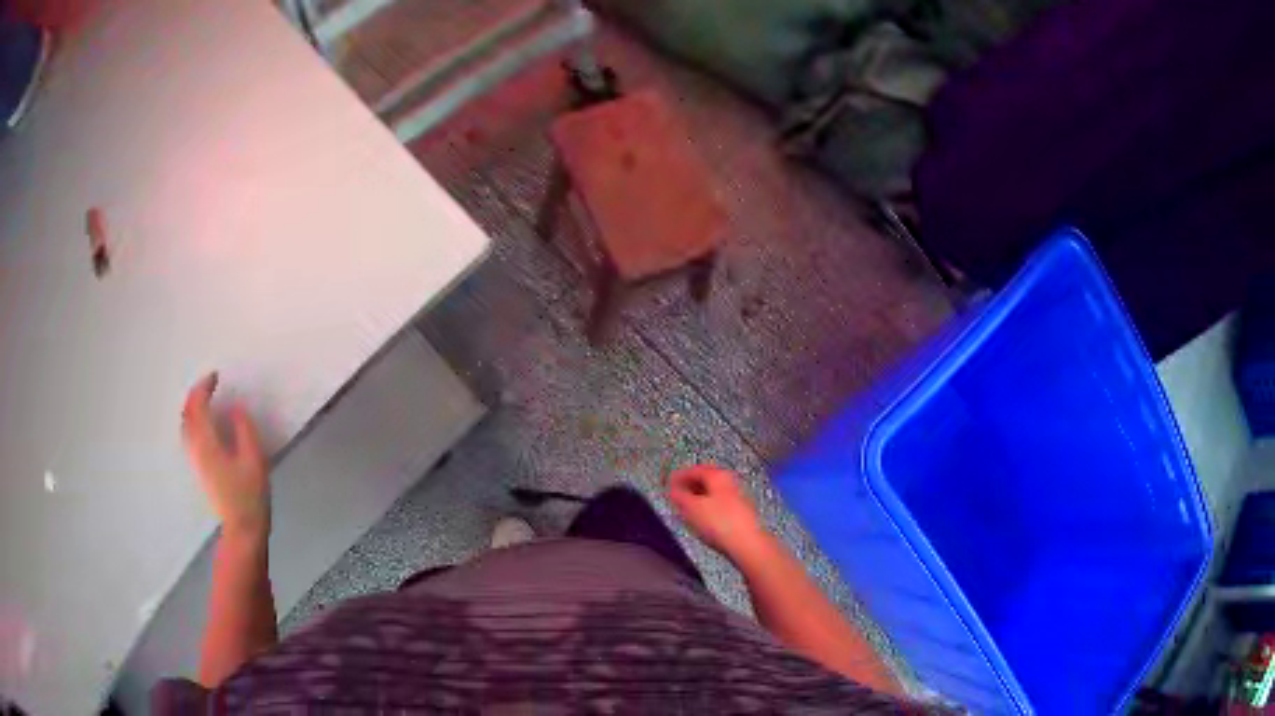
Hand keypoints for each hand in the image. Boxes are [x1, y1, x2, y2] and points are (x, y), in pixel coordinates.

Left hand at [182, 373, 269, 540]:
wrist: (242, 530)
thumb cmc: (250, 496)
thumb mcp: (255, 460)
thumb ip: (244, 430)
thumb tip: (236, 408)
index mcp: (207, 443)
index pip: (197, 406)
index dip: (204, 387)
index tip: (216, 376)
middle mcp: (195, 448)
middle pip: (187, 414)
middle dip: (195, 395)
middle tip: (209, 384)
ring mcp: (195, 460)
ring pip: (185, 425)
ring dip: (192, 408)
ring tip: (206, 400)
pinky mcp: (199, 469)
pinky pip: (189, 436)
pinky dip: (193, 422)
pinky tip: (204, 425)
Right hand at [668, 465, 767, 563]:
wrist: (747, 544)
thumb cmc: (719, 522)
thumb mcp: (691, 508)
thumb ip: (679, 496)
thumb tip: (671, 488)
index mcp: (718, 475)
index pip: (694, 470)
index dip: (679, 476)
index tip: (667, 483)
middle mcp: (729, 482)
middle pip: (705, 479)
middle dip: (689, 486)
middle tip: (675, 494)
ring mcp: (737, 497)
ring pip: (712, 492)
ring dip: (698, 497)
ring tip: (685, 508)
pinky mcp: (740, 513)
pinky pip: (719, 504)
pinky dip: (707, 506)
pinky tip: (702, 518)